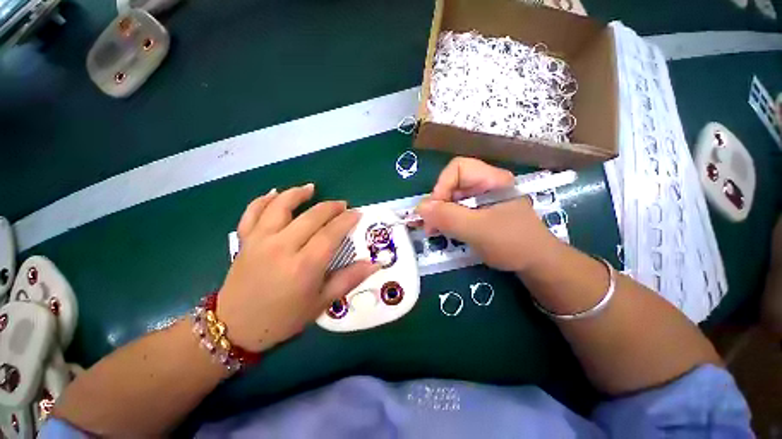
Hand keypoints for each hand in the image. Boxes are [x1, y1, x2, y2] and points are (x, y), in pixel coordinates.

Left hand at [217, 184, 378, 352]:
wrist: (236, 328)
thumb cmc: (284, 318)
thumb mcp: (321, 302)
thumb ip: (349, 279)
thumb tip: (375, 264)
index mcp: (305, 265)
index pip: (332, 232)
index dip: (347, 220)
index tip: (357, 213)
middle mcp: (283, 247)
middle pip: (312, 216)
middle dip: (331, 207)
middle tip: (342, 205)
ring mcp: (260, 240)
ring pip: (281, 206)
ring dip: (298, 193)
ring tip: (311, 188)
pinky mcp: (245, 240)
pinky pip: (252, 212)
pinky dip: (264, 200)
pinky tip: (275, 193)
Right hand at [417, 157, 558, 272]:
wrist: (536, 264)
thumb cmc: (512, 243)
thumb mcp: (478, 230)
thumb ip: (448, 217)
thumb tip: (419, 207)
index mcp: (491, 180)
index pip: (458, 168)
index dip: (442, 185)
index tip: (435, 210)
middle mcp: (484, 185)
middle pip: (452, 184)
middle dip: (437, 203)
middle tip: (429, 225)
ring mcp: (481, 200)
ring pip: (451, 198)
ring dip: (438, 214)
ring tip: (432, 230)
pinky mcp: (478, 213)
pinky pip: (455, 211)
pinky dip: (445, 220)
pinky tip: (441, 231)